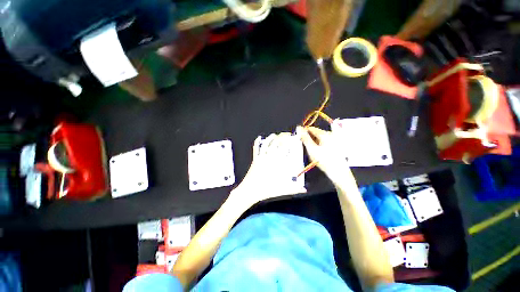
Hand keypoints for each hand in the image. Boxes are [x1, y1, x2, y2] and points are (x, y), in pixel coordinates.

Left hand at [230, 133, 305, 205]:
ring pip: (267, 144)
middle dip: (282, 137)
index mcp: (277, 164)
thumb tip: (304, 190)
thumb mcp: (282, 190)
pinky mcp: (255, 159)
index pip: (285, 150)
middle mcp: (270, 158)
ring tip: (275, 135)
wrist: (250, 190)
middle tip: (286, 135)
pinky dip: (257, 142)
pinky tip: (259, 138)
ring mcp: (261, 158)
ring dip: (271, 138)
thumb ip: (294, 189)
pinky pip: (256, 149)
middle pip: (277, 144)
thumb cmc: (265, 190)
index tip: (293, 139)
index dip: (290, 142)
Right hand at [296, 126, 351, 185]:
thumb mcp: (312, 149)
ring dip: (314, 143)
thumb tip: (299, 128)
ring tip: (313, 152)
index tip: (299, 139)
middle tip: (306, 148)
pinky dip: (319, 146)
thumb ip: (305, 138)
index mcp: (325, 134)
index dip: (303, 133)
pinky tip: (319, 153)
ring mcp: (334, 140)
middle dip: (309, 139)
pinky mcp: (335, 145)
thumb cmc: (324, 160)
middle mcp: (330, 135)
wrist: (338, 172)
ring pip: (319, 138)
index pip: (311, 129)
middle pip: (315, 133)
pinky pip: (324, 142)